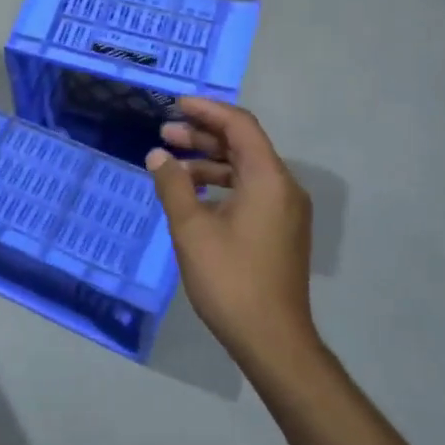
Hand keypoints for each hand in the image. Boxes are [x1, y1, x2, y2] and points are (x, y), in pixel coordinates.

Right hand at [146, 98, 315, 371]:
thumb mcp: (192, 229)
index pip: (240, 126)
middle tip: (165, 134)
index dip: (207, 110)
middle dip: (203, 136)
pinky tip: (193, 195)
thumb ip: (173, 185)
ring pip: (246, 170)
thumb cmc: (230, 279)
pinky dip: (222, 184)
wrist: (272, 339)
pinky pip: (251, 191)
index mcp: (268, 179)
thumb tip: (158, 155)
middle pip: (243, 145)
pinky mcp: (281, 231)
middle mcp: (283, 187)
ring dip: (210, 162)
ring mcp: (285, 211)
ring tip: (171, 165)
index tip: (175, 105)